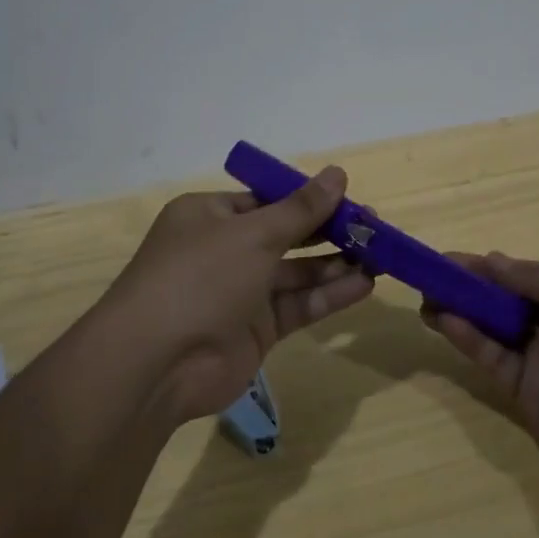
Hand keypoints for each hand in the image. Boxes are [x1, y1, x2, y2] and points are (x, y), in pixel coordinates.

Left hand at [101, 166, 374, 420]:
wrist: (157, 363)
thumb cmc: (200, 277)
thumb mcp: (253, 234)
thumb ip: (301, 209)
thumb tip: (338, 173)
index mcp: (210, 216)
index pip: (266, 200)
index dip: (308, 198)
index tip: (349, 199)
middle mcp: (224, 251)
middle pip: (286, 235)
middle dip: (328, 231)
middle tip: (374, 228)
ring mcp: (240, 293)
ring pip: (296, 272)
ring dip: (336, 264)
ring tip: (381, 256)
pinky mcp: (256, 330)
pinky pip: (298, 305)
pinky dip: (329, 295)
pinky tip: (365, 285)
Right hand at [422, 253, 538, 496]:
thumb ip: (537, 279)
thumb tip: (492, 260)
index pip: (527, 275)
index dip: (490, 266)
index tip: (450, 257)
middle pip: (506, 300)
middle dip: (470, 286)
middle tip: (429, 275)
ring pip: (493, 328)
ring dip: (461, 310)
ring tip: (425, 294)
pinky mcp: (527, 395)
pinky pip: (492, 359)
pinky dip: (467, 338)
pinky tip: (443, 319)